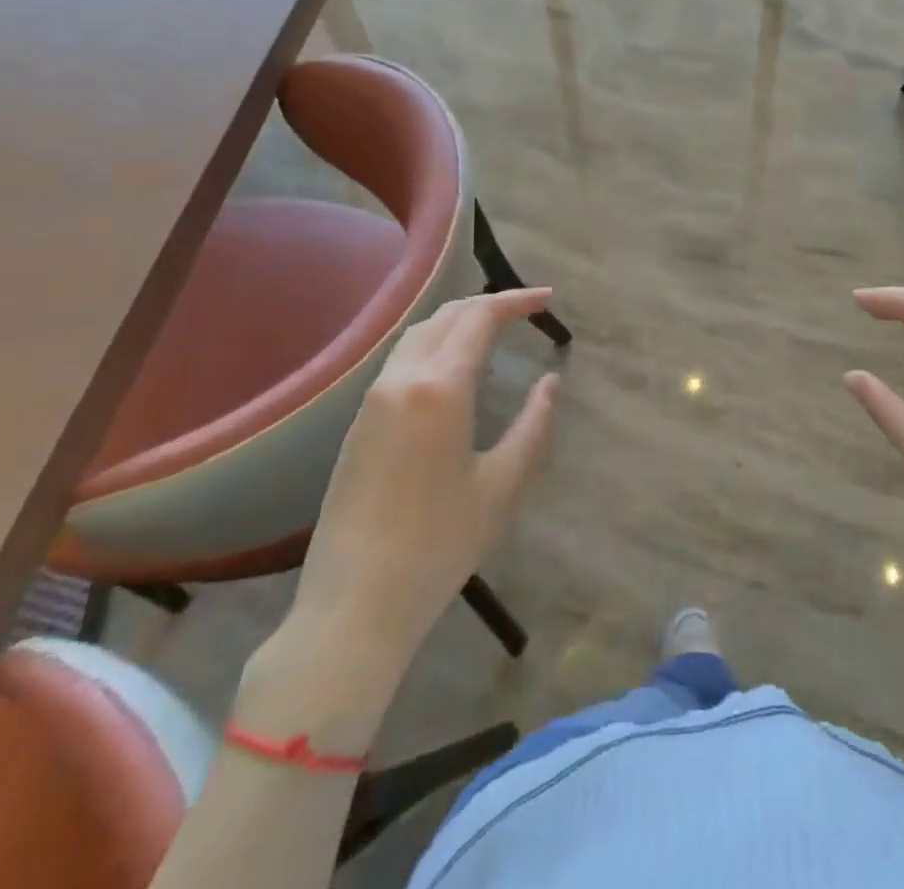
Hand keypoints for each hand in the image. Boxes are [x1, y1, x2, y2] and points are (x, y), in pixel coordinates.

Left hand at [286, 287, 559, 651]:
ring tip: (494, 332)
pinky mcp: (357, 423)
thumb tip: (550, 382)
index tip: (549, 299)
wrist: (354, 604)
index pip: (480, 318)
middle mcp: (401, 380)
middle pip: (446, 316)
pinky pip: (401, 361)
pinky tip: (454, 372)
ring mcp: (372, 400)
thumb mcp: (504, 485)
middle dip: (489, 304)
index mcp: (440, 388)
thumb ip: (534, 424)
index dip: (517, 301)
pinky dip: (435, 346)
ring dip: (458, 322)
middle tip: (527, 311)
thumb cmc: (440, 544)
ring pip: (418, 335)